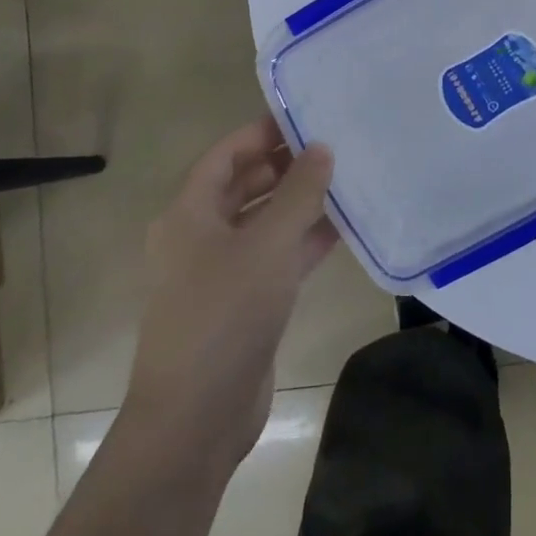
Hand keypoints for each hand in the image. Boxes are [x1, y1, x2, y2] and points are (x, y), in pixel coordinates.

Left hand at [119, 116, 338, 476]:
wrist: (196, 419)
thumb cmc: (224, 314)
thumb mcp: (268, 244)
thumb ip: (299, 192)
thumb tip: (321, 147)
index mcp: (189, 214)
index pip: (225, 155)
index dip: (261, 132)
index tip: (305, 115)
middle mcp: (200, 237)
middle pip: (244, 185)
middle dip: (286, 165)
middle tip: (334, 144)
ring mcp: (221, 272)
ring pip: (264, 222)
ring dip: (300, 203)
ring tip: (347, 178)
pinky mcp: (244, 303)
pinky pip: (276, 257)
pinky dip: (304, 241)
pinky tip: (344, 227)